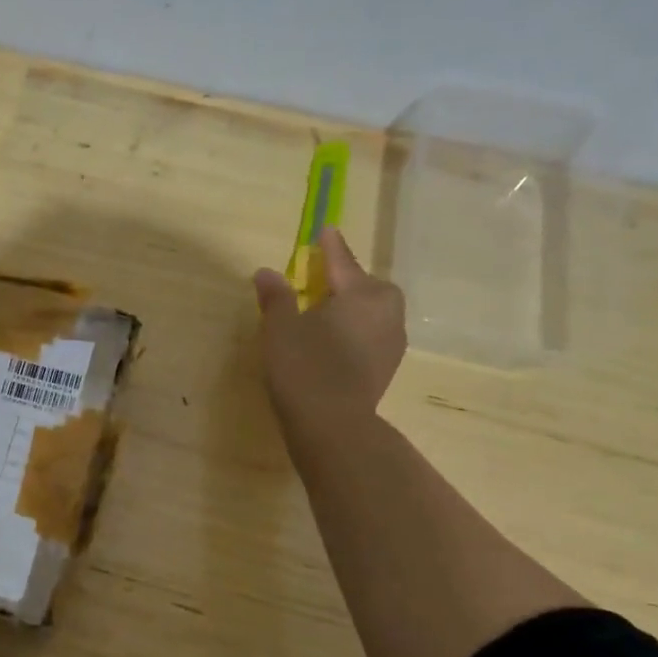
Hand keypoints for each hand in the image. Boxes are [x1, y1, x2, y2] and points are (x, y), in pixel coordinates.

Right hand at [253, 226, 406, 453]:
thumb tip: (267, 273)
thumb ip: (276, 297)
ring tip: (326, 310)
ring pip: (373, 311)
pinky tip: (334, 339)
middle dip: (348, 279)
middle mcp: (385, 313)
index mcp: (362, 295)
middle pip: (368, 286)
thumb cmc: (304, 367)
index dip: (331, 247)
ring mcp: (390, 342)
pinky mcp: (386, 367)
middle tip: (322, 280)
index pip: (343, 263)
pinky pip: (371, 333)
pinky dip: (355, 328)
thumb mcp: (280, 328)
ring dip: (353, 306)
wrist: (332, 426)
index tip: (326, 230)